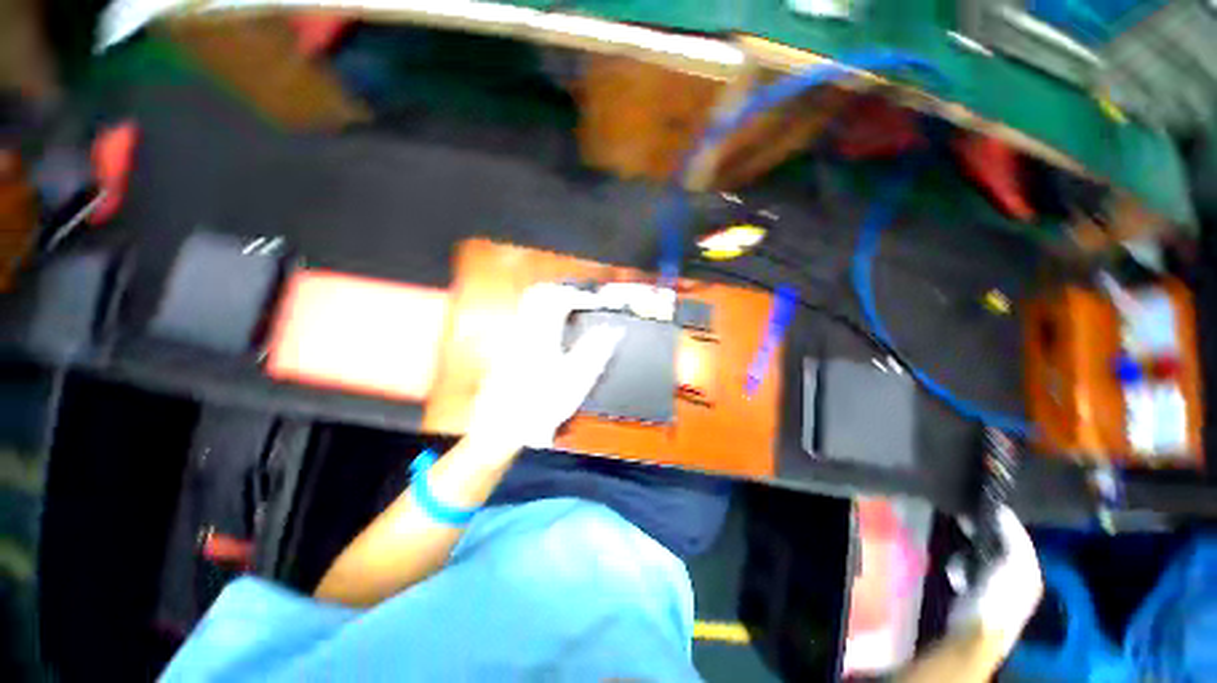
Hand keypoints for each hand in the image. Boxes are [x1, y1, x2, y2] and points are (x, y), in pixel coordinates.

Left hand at [467, 283, 623, 450]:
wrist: (502, 425)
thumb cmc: (541, 403)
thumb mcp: (576, 379)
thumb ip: (596, 350)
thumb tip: (613, 331)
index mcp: (542, 333)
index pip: (561, 298)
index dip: (582, 296)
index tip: (597, 303)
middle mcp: (523, 328)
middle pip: (540, 293)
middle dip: (563, 291)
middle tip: (581, 301)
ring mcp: (512, 336)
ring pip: (529, 304)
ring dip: (551, 300)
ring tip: (570, 311)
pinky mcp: (507, 346)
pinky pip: (525, 317)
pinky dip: (541, 313)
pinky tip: (552, 331)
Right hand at [949, 506, 1042, 656]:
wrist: (974, 631)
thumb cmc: (997, 597)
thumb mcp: (1014, 565)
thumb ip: (1014, 538)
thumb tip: (1003, 509)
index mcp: (1030, 570)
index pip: (1019, 536)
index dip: (1005, 519)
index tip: (984, 502)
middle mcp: (1016, 576)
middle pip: (997, 544)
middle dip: (981, 533)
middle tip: (962, 516)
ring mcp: (993, 584)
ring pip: (978, 554)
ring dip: (966, 549)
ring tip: (958, 548)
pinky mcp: (972, 590)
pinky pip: (965, 567)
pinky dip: (958, 565)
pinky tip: (955, 572)